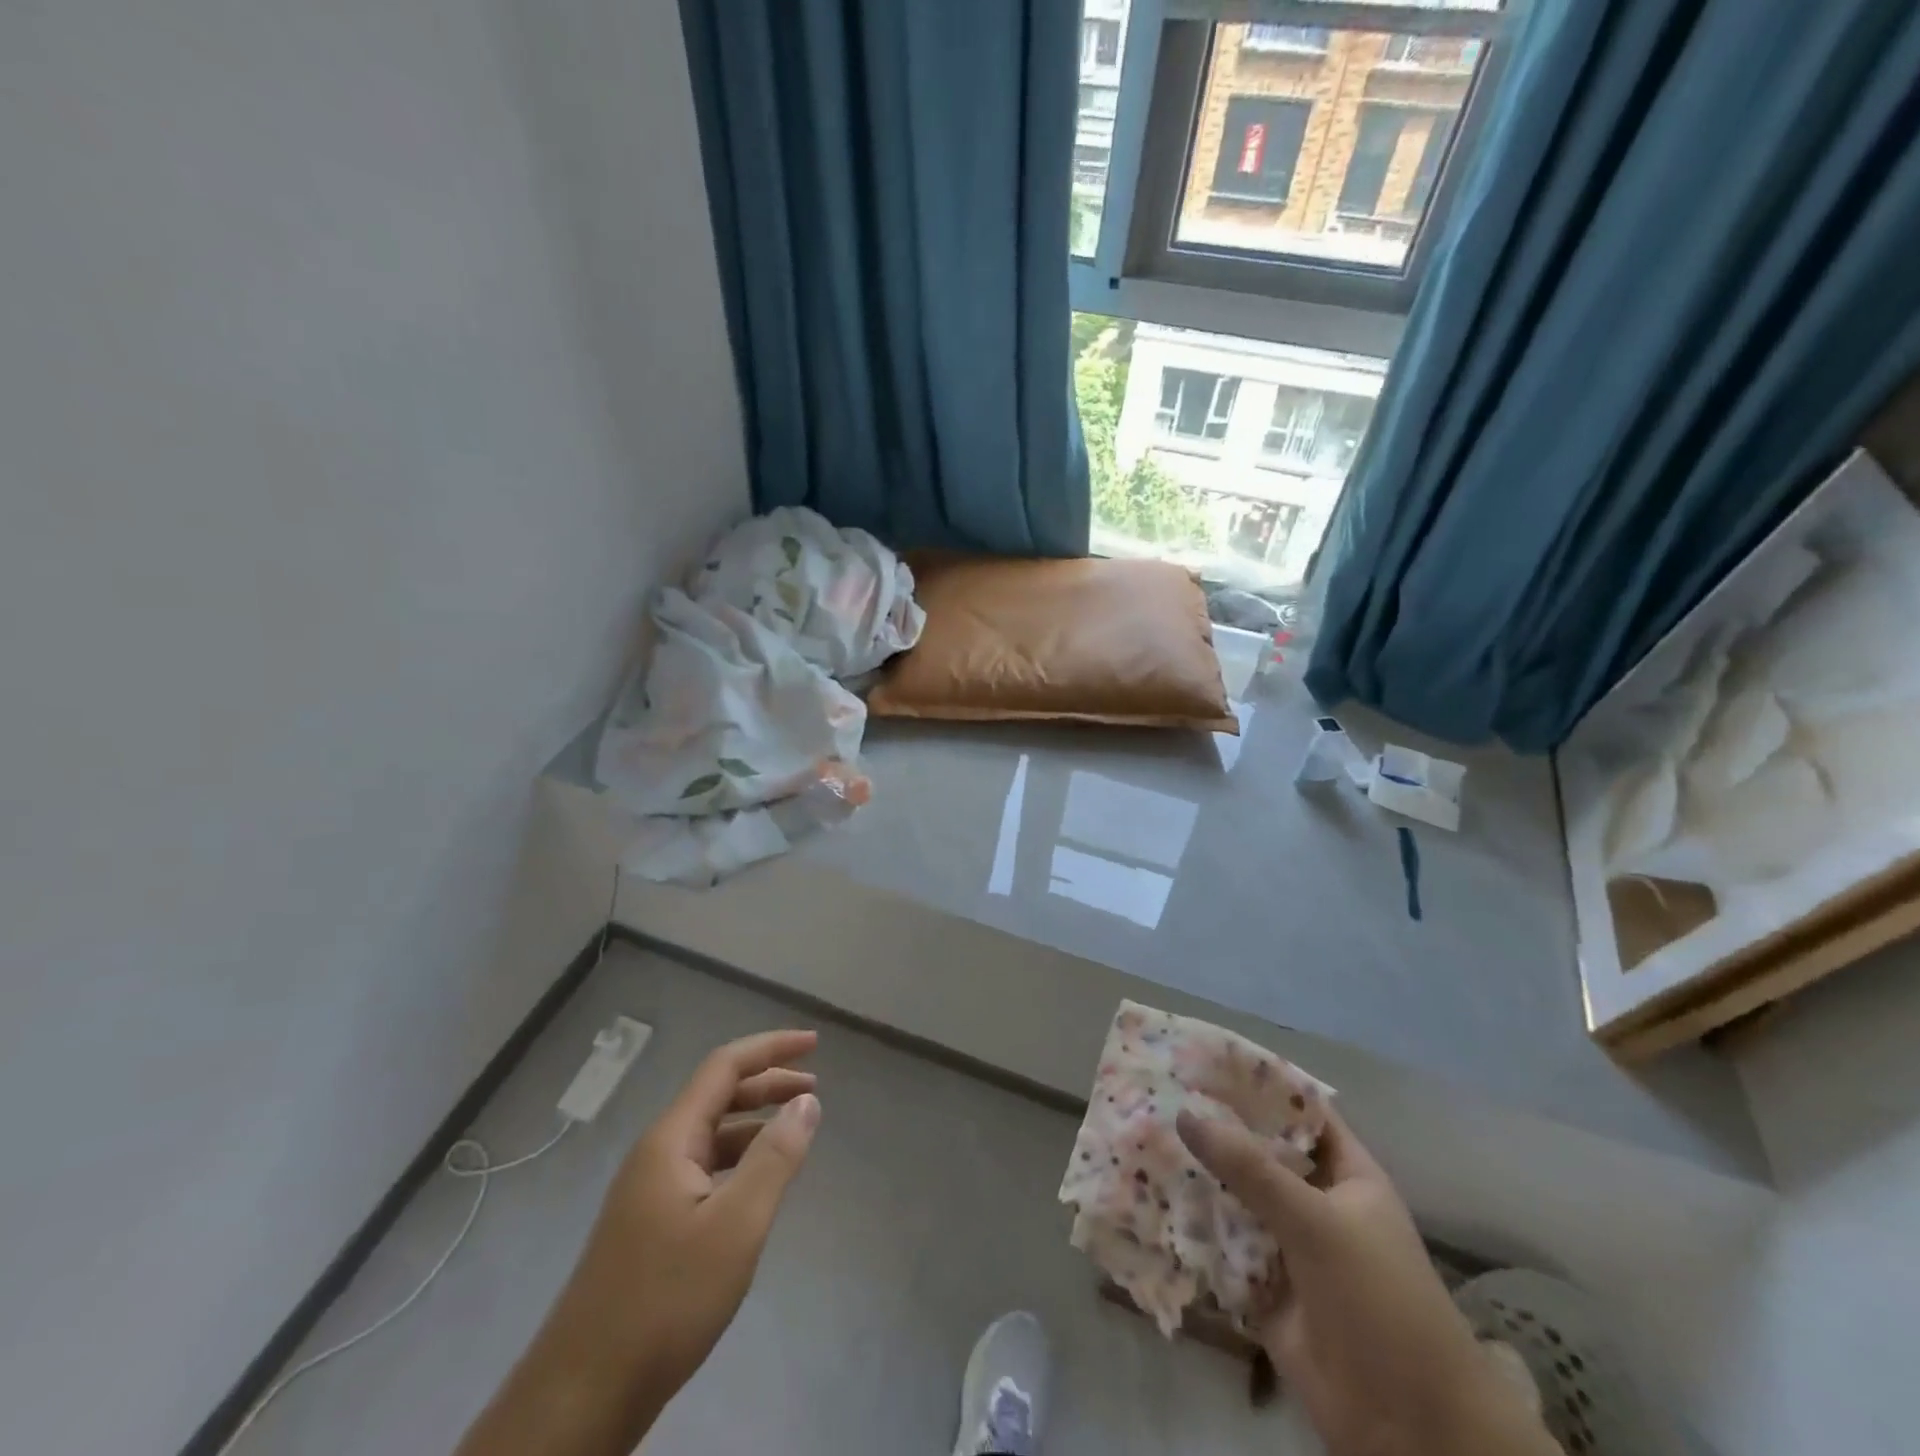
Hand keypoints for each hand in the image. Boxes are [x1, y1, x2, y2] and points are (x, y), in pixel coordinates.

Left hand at [457, 1031, 820, 1455]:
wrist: (582, 1397)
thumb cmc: (665, 1301)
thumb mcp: (736, 1226)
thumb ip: (775, 1157)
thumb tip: (806, 1101)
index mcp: (671, 1139)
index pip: (724, 1067)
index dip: (771, 1048)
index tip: (814, 1043)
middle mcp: (657, 1153)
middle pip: (718, 1095)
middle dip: (768, 1082)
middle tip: (815, 1088)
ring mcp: (649, 1191)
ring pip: (711, 1134)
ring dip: (755, 1121)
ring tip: (796, 1128)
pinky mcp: (650, 1225)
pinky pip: (703, 1168)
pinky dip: (738, 1158)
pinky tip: (758, 1181)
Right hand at [1177, 1106, 1555, 1455]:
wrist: (1409, 1427)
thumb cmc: (1379, 1300)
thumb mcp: (1317, 1222)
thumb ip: (1250, 1169)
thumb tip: (1185, 1112)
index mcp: (1343, 1173)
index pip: (1297, 1109)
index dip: (1256, 1082)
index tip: (1203, 1056)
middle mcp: (1313, 1201)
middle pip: (1257, 1152)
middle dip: (1213, 1127)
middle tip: (1158, 1093)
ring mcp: (1287, 1244)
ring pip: (1233, 1196)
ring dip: (1195, 1175)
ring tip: (1141, 1137)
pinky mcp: (1261, 1286)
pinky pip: (1221, 1245)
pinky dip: (1190, 1227)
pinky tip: (1147, 1198)